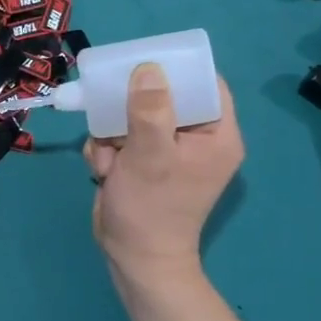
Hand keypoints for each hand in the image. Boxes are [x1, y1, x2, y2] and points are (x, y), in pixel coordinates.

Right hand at [85, 65, 242, 278]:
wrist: (133, 258)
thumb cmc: (151, 207)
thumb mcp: (150, 154)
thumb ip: (150, 109)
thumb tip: (148, 68)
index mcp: (216, 135)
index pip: (206, 85)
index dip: (178, 70)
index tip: (145, 62)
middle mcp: (195, 139)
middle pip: (163, 97)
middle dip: (130, 108)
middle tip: (112, 107)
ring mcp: (166, 152)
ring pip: (133, 117)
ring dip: (112, 133)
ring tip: (109, 157)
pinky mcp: (142, 164)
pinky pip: (120, 138)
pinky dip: (107, 150)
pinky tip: (104, 170)